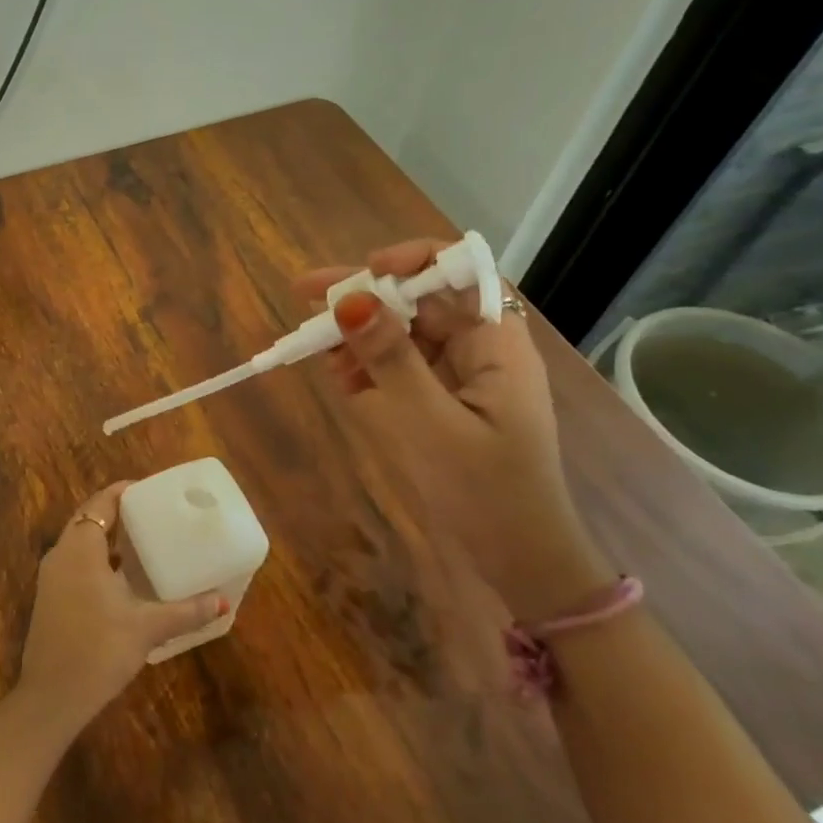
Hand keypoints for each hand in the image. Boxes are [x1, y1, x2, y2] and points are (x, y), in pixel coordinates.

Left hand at [17, 482, 226, 730]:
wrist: (51, 697)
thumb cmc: (99, 650)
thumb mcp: (147, 628)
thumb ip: (185, 611)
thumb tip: (222, 602)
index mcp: (80, 548)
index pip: (101, 503)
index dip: (123, 492)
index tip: (150, 490)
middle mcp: (60, 554)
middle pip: (89, 519)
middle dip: (117, 513)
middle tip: (152, 514)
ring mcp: (51, 577)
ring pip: (80, 542)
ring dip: (106, 538)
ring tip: (142, 542)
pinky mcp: (49, 598)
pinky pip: (74, 563)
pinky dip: (96, 559)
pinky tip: (121, 578)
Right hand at [296, 240, 613, 620]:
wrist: (519, 562)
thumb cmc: (485, 491)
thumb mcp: (430, 423)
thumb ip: (390, 359)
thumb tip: (350, 299)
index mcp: (495, 342)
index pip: (457, 271)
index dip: (410, 260)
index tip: (363, 274)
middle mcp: (480, 347)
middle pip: (418, 299)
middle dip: (364, 298)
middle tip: (303, 296)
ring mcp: (461, 375)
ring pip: (403, 332)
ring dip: (359, 336)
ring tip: (318, 353)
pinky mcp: (443, 400)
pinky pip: (400, 366)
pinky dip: (368, 368)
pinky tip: (341, 381)